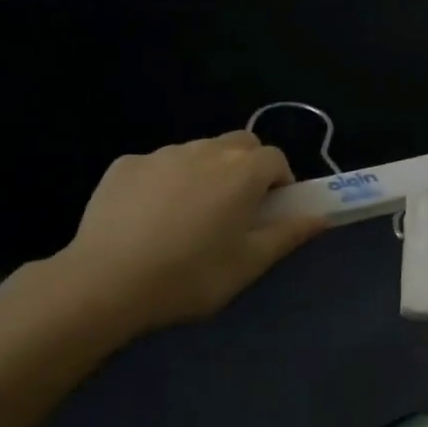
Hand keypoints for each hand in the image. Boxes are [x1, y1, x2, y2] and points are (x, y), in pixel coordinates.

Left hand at [54, 132, 322, 334]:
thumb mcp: (249, 263)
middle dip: (247, 167)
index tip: (271, 211)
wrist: (108, 283)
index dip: (280, 181)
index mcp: (242, 172)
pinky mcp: (124, 165)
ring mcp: (161, 154)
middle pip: (239, 144)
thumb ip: (288, 234)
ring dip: (206, 172)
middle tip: (236, 209)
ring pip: (198, 152)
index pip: (276, 158)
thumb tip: (319, 217)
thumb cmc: (192, 276)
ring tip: (189, 217)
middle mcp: (205, 150)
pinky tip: (149, 219)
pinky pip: (158, 165)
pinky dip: (165, 182)